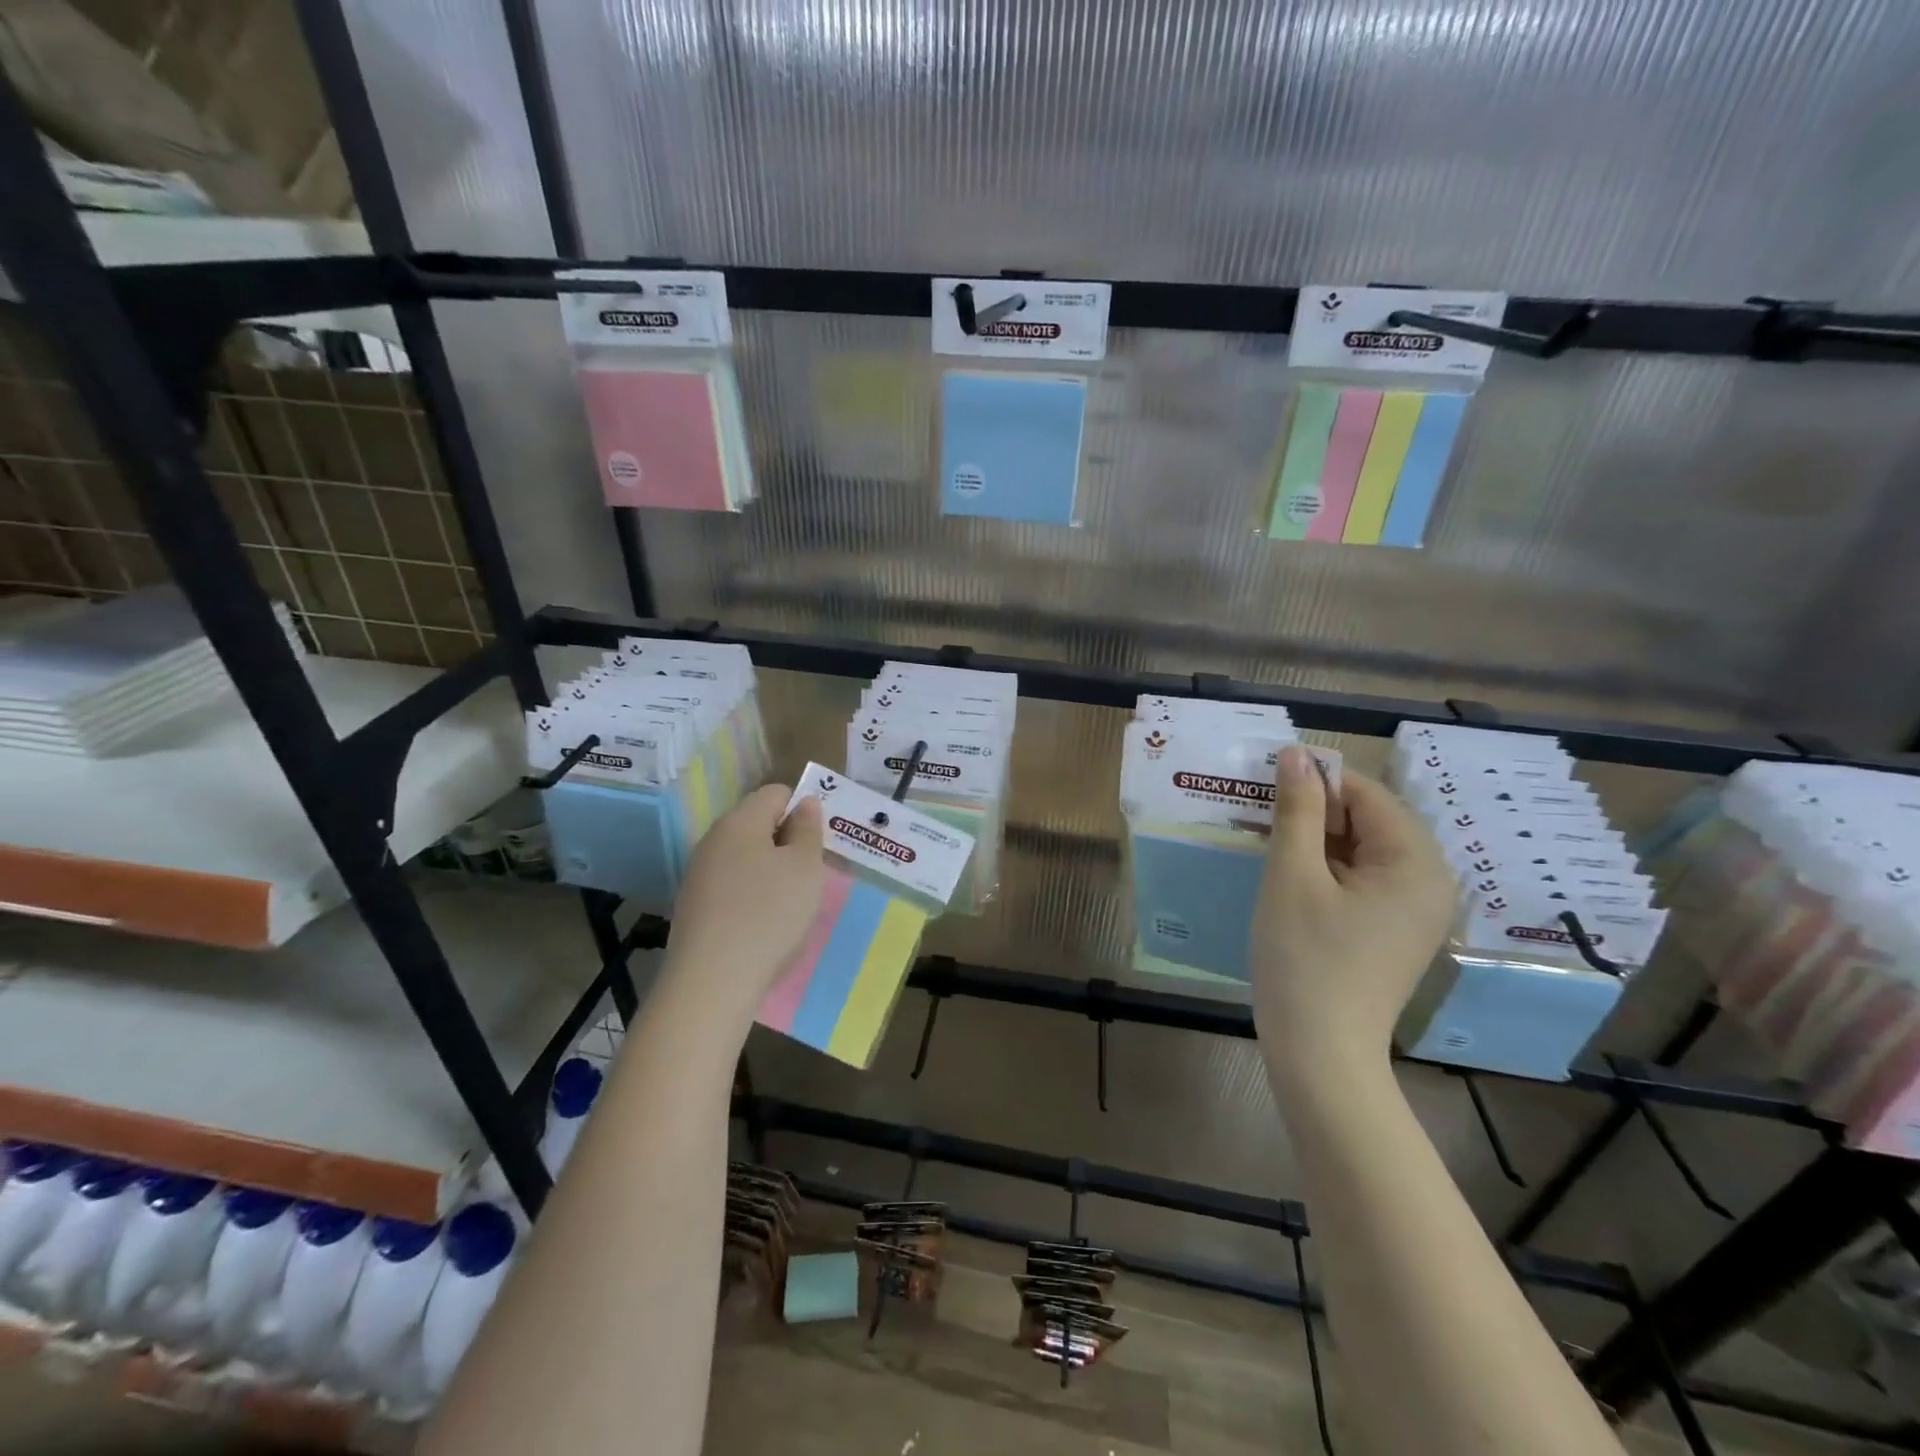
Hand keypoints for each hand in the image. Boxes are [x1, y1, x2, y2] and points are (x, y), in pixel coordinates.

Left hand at [662, 784, 825, 1031]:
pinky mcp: (694, 906)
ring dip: (770, 872)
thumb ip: (808, 829)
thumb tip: (804, 804)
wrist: (713, 981)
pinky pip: (732, 886)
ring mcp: (699, 873)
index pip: (776, 793)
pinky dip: (751, 897)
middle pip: (758, 824)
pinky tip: (763, 926)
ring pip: (745, 857)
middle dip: (787, 843)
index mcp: (740, 820)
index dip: (802, 811)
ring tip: (789, 905)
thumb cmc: (770, 913)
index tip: (818, 845)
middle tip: (809, 876)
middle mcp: (713, 839)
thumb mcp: (806, 868)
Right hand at [1251, 746, 1456, 1078]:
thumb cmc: (1304, 958)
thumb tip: (1296, 754)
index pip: (1366, 794)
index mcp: (1416, 863)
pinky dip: (1327, 869)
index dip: (1315, 782)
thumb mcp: (1292, 876)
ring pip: (1362, 849)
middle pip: (1369, 820)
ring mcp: (1415, 909)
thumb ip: (1296, 810)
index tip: (1264, 786)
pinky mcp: (1396, 930)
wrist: (1320, 1053)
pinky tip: (1290, 880)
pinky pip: (1364, 879)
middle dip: (1315, 812)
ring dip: (1316, 840)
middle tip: (1261, 818)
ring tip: (1269, 846)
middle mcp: (1430, 881)